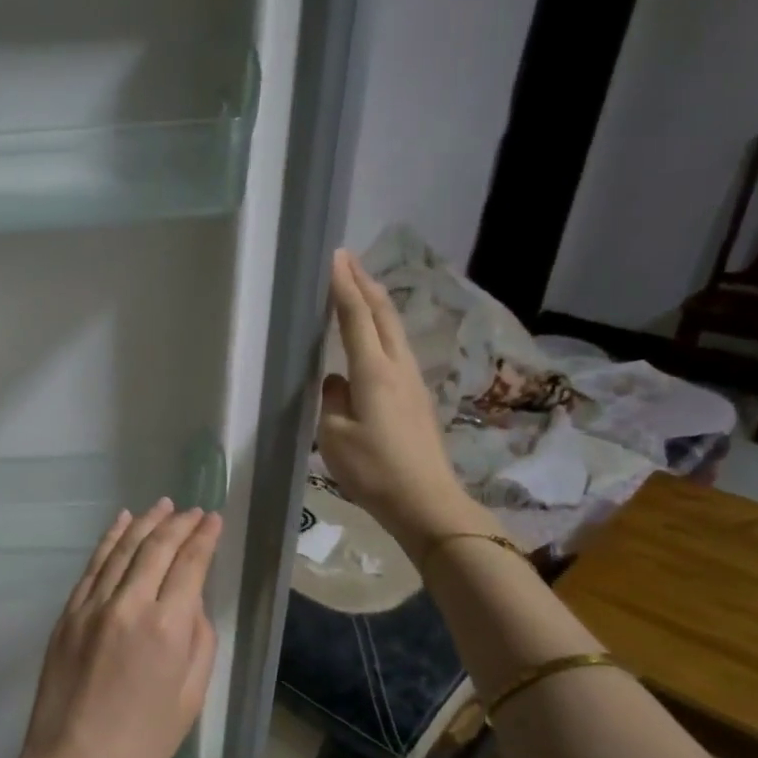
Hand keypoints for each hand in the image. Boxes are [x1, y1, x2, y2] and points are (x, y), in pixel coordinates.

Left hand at [0, 499, 222, 757]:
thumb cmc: (143, 742)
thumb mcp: (191, 696)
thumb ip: (199, 640)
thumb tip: (192, 602)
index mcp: (167, 627)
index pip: (189, 565)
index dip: (204, 538)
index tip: (213, 519)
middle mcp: (128, 605)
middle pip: (155, 548)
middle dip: (178, 523)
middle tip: (193, 510)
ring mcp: (91, 606)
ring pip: (121, 549)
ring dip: (144, 523)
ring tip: (162, 505)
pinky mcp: (67, 614)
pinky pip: (92, 566)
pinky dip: (108, 540)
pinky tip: (120, 524)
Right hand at [317, 248, 484, 556]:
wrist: (425, 501)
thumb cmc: (374, 470)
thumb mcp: (335, 437)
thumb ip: (331, 401)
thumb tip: (335, 381)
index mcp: (374, 373)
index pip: (356, 318)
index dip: (344, 287)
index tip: (335, 257)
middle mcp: (398, 368)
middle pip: (383, 315)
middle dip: (365, 284)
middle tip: (348, 260)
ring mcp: (412, 382)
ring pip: (394, 330)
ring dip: (376, 305)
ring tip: (359, 289)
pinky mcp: (417, 398)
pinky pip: (397, 350)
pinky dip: (382, 330)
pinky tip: (373, 338)